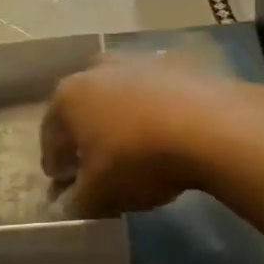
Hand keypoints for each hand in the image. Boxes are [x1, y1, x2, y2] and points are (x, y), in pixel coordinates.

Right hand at [42, 56, 234, 216]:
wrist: (212, 126)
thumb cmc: (139, 159)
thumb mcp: (100, 194)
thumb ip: (78, 201)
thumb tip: (72, 203)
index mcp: (67, 97)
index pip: (50, 138)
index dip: (56, 165)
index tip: (64, 186)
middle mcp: (96, 69)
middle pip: (82, 109)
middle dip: (86, 135)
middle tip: (98, 164)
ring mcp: (137, 60)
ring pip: (119, 95)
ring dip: (121, 118)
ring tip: (137, 147)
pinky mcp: (176, 62)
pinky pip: (155, 92)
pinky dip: (155, 109)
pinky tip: (169, 132)